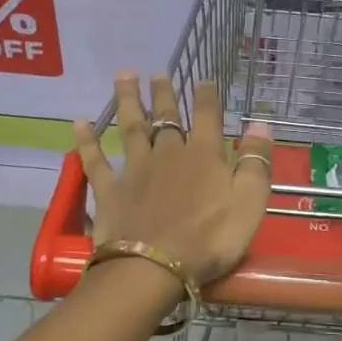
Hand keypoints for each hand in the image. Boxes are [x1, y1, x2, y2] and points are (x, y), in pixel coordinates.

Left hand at [73, 73, 272, 286]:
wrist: (155, 267)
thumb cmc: (210, 239)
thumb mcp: (249, 203)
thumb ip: (256, 162)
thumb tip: (262, 124)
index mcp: (204, 156)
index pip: (207, 117)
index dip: (207, 97)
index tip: (205, 79)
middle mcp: (168, 154)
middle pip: (166, 117)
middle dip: (163, 93)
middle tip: (158, 73)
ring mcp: (136, 170)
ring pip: (131, 128)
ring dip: (128, 101)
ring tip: (123, 76)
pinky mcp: (110, 190)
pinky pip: (96, 160)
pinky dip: (87, 141)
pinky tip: (79, 123)